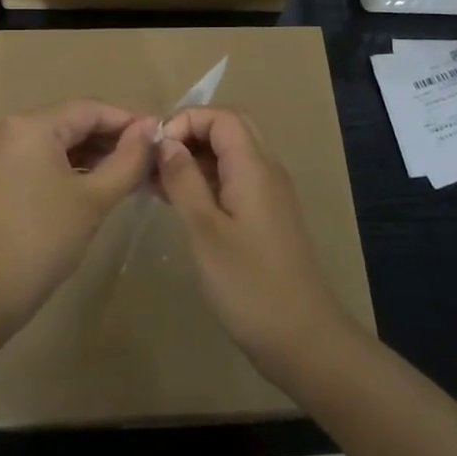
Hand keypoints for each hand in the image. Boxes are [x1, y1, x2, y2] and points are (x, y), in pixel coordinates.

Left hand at [0, 99, 156, 337]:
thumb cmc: (42, 241)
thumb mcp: (93, 199)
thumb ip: (127, 160)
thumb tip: (151, 129)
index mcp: (31, 125)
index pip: (90, 109)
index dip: (129, 120)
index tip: (161, 137)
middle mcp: (12, 128)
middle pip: (73, 121)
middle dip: (112, 138)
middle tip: (151, 158)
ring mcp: (1, 151)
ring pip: (59, 141)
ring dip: (94, 154)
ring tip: (133, 172)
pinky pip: (43, 158)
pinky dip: (72, 167)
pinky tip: (99, 183)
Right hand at [156, 107, 359, 377]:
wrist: (302, 339)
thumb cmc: (248, 284)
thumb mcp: (205, 230)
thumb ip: (184, 180)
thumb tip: (165, 141)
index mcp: (254, 166)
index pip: (221, 116)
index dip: (185, 121)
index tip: (154, 149)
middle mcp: (266, 170)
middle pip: (228, 129)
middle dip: (188, 135)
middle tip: (154, 161)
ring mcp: (269, 194)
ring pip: (230, 155)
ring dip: (194, 158)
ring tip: (155, 182)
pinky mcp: (266, 217)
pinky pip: (233, 180)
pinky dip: (205, 180)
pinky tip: (178, 203)